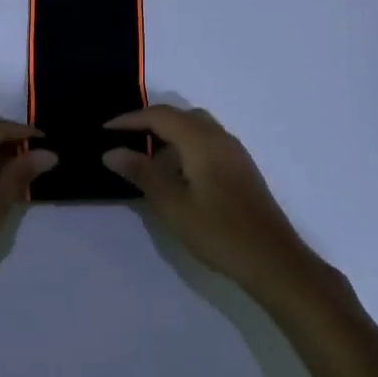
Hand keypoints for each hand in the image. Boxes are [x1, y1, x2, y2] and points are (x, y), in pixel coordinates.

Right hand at [102, 106, 324, 298]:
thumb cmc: (218, 232)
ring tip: (145, 157)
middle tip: (123, 139)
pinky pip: (207, 142)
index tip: (104, 130)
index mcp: (202, 141)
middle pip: (180, 115)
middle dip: (149, 122)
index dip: (130, 119)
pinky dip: (185, 146)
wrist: (273, 260)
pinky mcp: (241, 169)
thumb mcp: (172, 204)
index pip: (160, 116)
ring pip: (196, 128)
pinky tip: (175, 173)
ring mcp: (235, 153)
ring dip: (168, 134)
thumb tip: (112, 152)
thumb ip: (141, 173)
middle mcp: (220, 138)